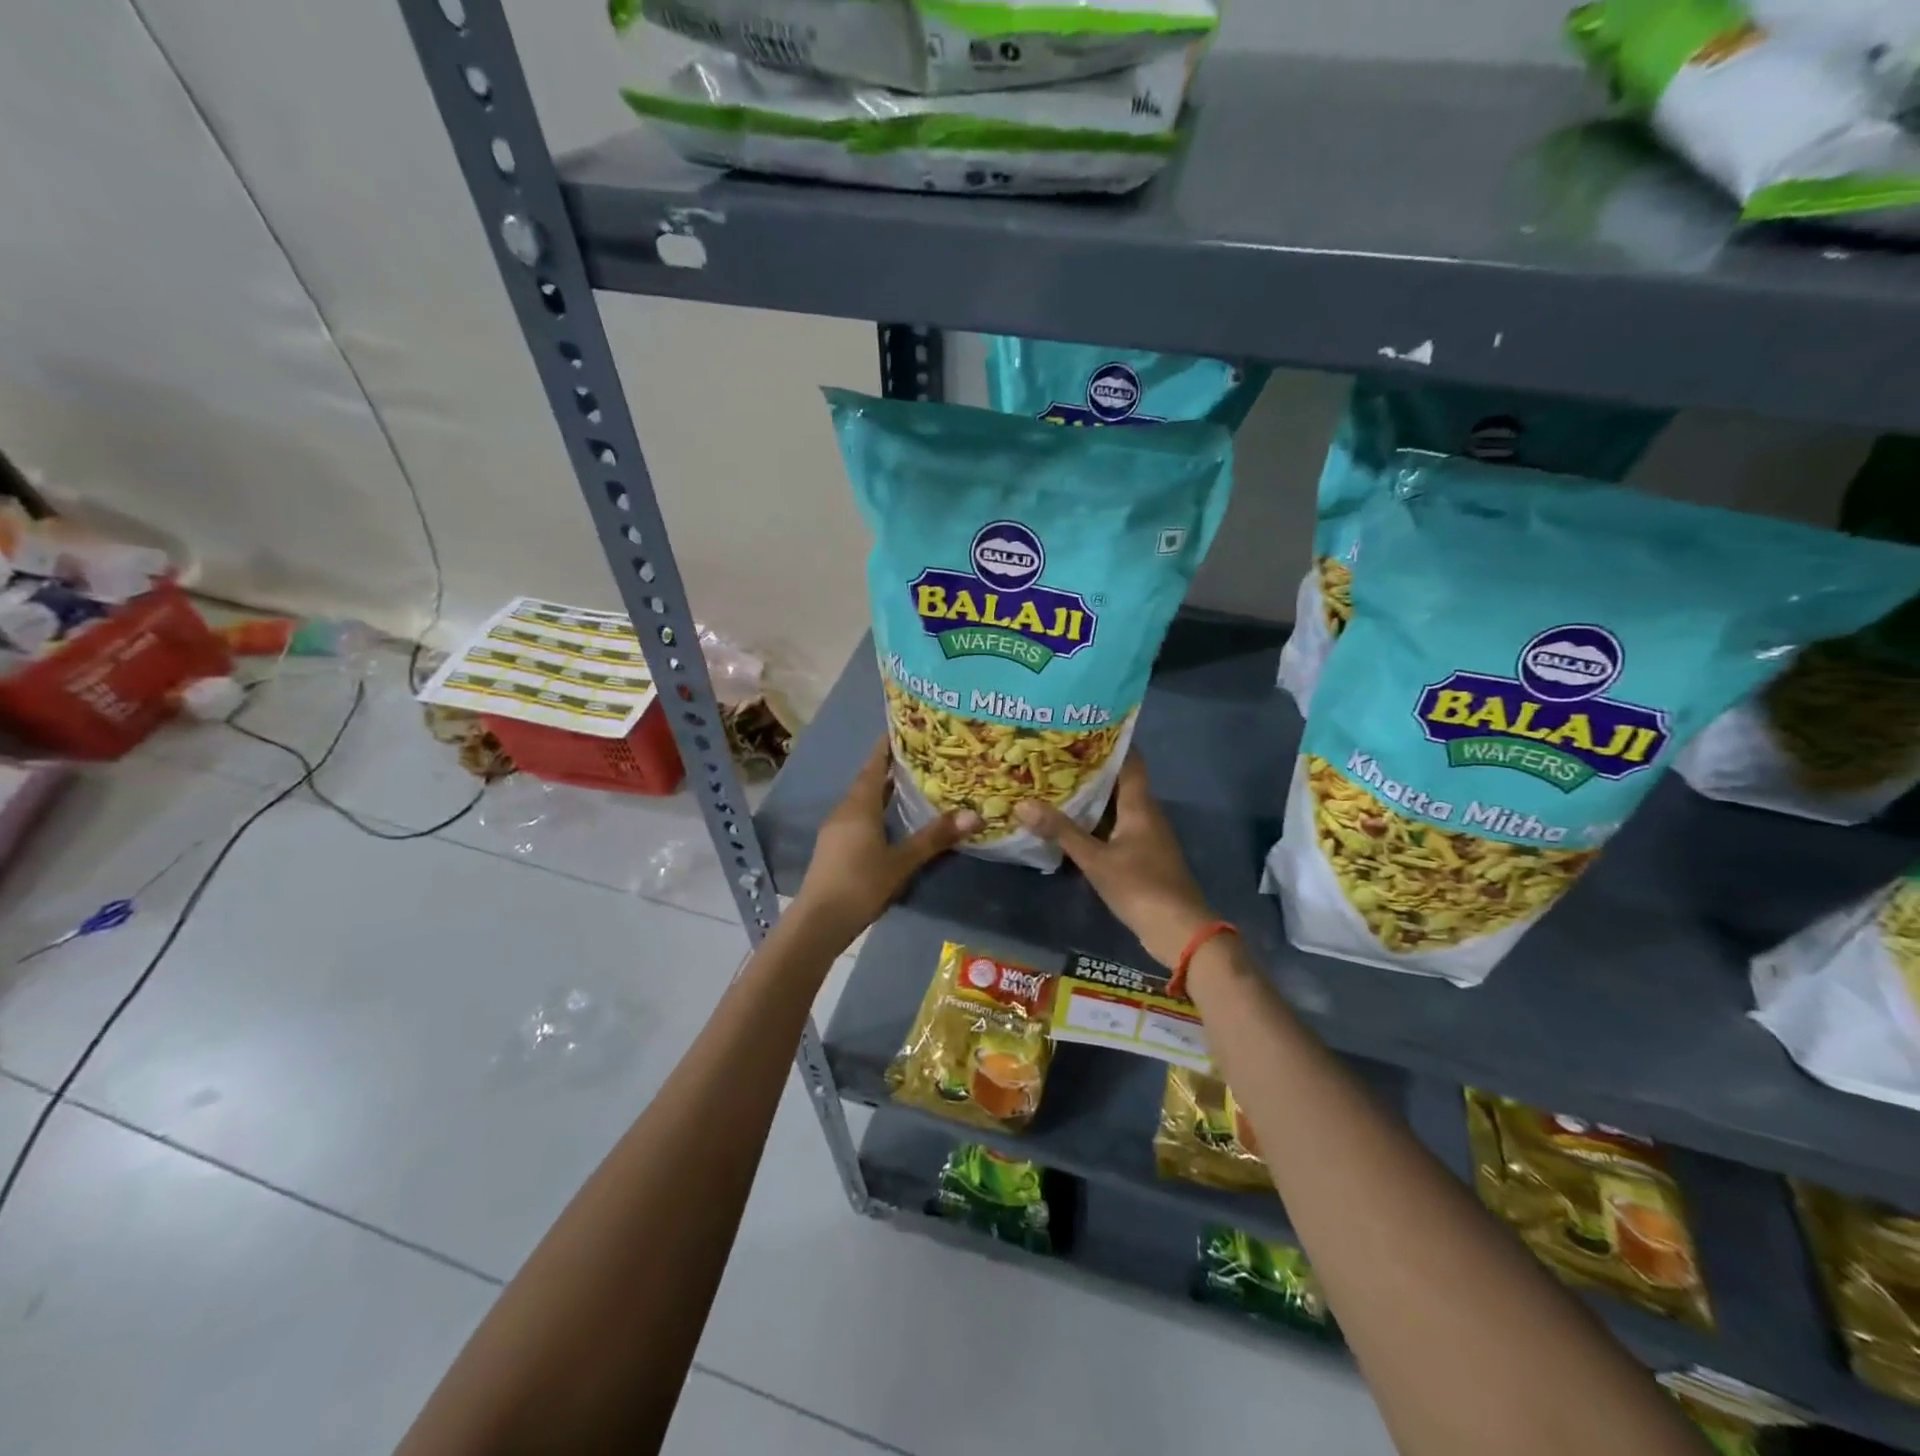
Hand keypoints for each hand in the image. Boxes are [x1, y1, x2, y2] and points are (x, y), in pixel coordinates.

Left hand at [792, 739, 978, 947]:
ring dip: (882, 790)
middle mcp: (845, 811)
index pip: (874, 765)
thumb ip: (935, 837)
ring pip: (862, 801)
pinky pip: (857, 817)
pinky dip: (875, 810)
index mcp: (859, 806)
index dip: (887, 747)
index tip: (903, 729)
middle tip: (918, 756)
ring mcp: (836, 830)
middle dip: (889, 767)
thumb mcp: (902, 861)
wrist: (818, 921)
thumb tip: (974, 814)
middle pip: (868, 781)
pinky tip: (890, 820)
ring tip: (909, 784)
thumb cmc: (861, 883)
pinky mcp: (834, 848)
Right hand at [1014, 753, 1214, 967]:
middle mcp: (1146, 813)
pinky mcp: (1143, 855)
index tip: (1080, 729)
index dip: (1109, 742)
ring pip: (1117, 805)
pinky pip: (1117, 826)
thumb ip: (1060, 831)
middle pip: (1119, 781)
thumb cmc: (1139, 886)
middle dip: (1090, 769)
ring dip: (1092, 796)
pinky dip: (1096, 820)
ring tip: (1055, 784)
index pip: (1130, 760)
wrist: (1178, 930)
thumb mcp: (1095, 859)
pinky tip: (1071, 823)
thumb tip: (1022, 804)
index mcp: (1140, 805)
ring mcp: (1147, 835)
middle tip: (1054, 756)